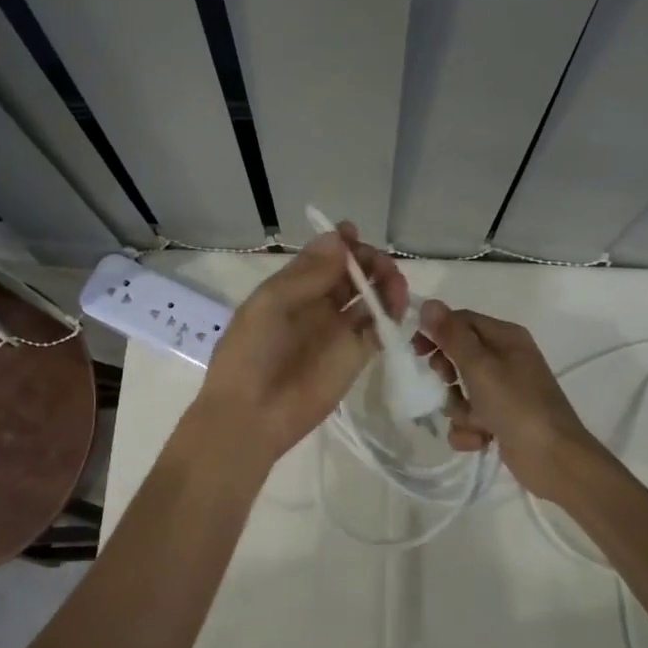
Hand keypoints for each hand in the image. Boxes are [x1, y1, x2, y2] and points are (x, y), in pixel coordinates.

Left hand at [193, 223, 406, 466]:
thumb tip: (340, 239)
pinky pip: (379, 329)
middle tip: (376, 263)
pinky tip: (395, 306)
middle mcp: (317, 306)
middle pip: (351, 273)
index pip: (322, 257)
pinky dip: (392, 315)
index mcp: (291, 289)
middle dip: (367, 260)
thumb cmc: (251, 352)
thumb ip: (308, 274)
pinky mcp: (356, 357)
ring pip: (370, 297)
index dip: (340, 243)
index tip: (354, 233)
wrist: (252, 414)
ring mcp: (338, 331)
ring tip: (392, 283)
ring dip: (384, 283)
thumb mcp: (271, 304)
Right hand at [417, 300, 603, 501]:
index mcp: (506, 337)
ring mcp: (503, 392)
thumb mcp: (480, 366)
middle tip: (448, 383)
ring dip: (459, 409)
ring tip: (475, 421)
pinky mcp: (500, 420)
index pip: (461, 321)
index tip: (416, 350)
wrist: (554, 460)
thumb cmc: (517, 405)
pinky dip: (470, 430)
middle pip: (458, 356)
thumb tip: (428, 303)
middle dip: (448, 375)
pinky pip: (469, 418)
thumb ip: (452, 336)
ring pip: (460, 391)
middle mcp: (506, 359)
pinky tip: (482, 439)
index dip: (436, 332)